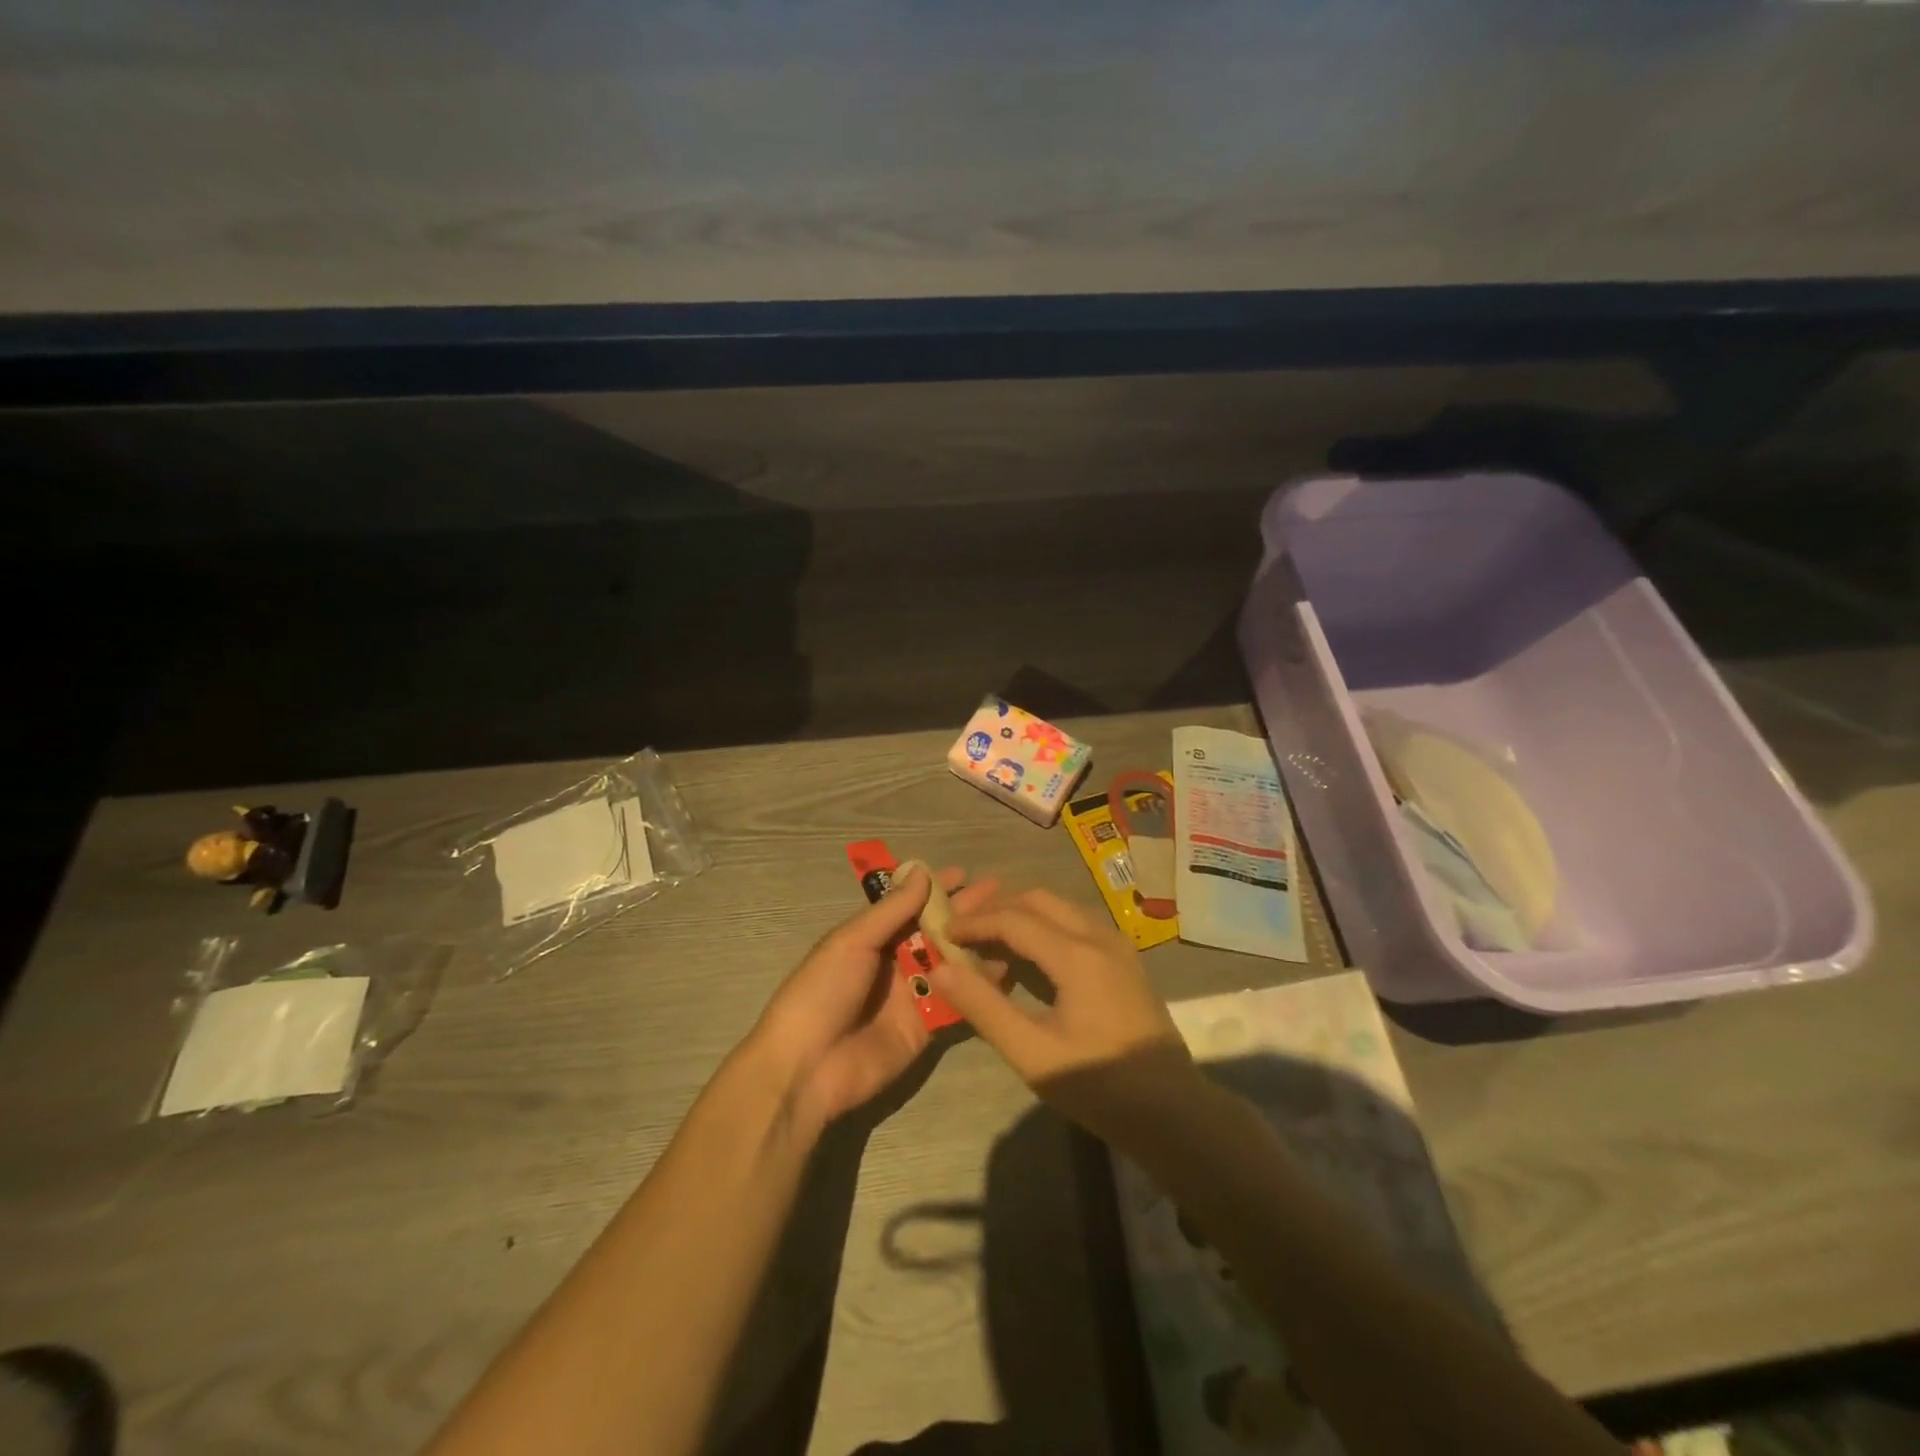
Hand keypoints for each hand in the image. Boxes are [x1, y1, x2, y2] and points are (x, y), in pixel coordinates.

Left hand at [750, 865, 997, 1135]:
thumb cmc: (823, 991)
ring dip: (975, 945)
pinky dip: (976, 987)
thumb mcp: (852, 941)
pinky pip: (955, 1001)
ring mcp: (911, 995)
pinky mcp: (925, 1028)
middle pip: (934, 932)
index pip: (909, 906)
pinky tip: (1004, 971)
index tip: (965, 874)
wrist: (808, 1067)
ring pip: (949, 964)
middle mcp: (893, 962)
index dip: (935, 889)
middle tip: (998, 894)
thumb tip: (922, 872)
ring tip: (1009, 927)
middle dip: (963, 913)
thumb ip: (891, 910)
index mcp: (870, 938)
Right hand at [929, 888, 1196, 1144]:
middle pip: (1038, 900)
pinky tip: (1029, 958)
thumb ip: (984, 1007)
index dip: (974, 922)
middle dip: (997, 908)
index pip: (1013, 918)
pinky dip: (1045, 928)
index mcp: (1077, 954)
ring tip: (989, 941)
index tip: (943, 933)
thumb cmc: (1100, 1087)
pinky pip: (1076, 924)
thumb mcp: (1032, 1053)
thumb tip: (941, 969)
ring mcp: (1117, 945)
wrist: (1175, 1113)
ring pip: (1059, 908)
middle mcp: (1099, 935)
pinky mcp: (1125, 960)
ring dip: (1021, 915)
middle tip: (964, 930)